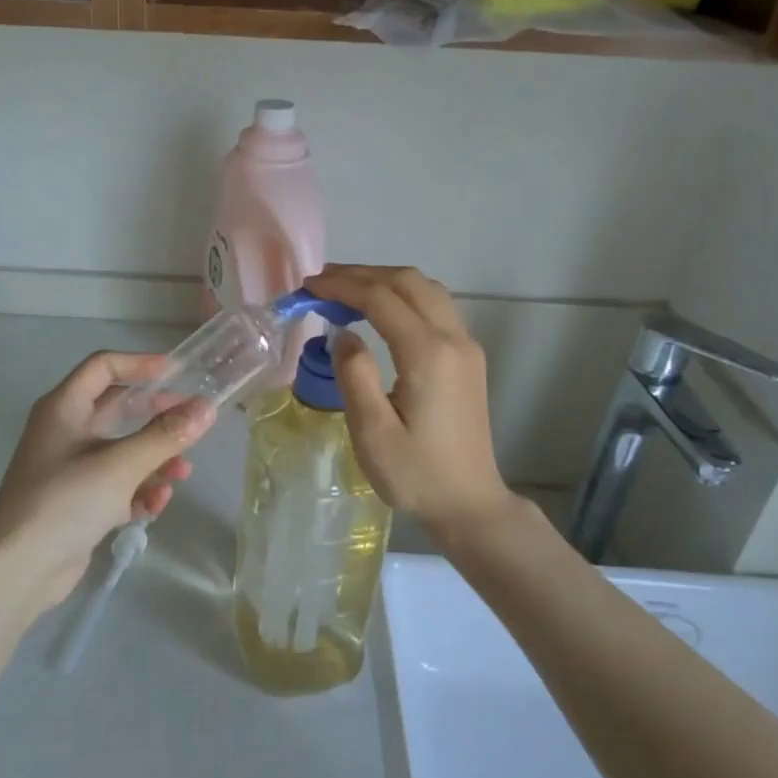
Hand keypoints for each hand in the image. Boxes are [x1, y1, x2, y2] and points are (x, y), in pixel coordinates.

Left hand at [0, 351, 214, 615]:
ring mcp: (71, 469)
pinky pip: (117, 485)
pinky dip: (138, 490)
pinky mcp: (78, 502)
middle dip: (156, 415)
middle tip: (192, 421)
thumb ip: (165, 436)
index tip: (178, 372)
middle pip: (117, 409)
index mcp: (64, 408)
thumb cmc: (64, 502)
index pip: (103, 366)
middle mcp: (66, 432)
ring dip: (154, 459)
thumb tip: (207, 407)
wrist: (17, 570)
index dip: (140, 364)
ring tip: (182, 474)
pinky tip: (156, 505)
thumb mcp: (120, 465)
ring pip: (122, 450)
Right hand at [303, 265, 514, 535]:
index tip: (308, 287)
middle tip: (321, 283)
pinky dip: (403, 296)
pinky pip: (435, 307)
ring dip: (384, 282)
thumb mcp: (372, 433)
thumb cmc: (415, 474)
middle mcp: (453, 339)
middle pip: (408, 282)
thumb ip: (355, 376)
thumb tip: (343, 334)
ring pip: (426, 289)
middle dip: (362, 274)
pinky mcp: (468, 358)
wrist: (469, 503)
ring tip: (345, 291)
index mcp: (428, 355)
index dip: (342, 286)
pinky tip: (379, 312)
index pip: (381, 299)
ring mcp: (466, 347)